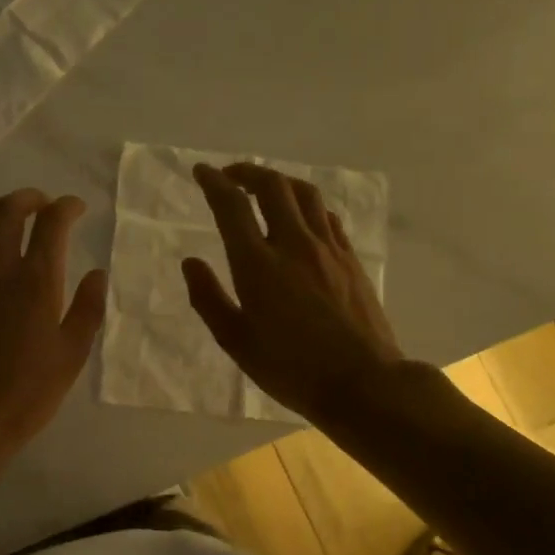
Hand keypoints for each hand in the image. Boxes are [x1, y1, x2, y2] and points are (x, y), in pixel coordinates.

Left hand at [0, 189, 107, 464]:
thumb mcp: (71, 356)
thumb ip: (88, 309)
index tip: (76, 208)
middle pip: (9, 210)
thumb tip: (97, 273)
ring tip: (12, 213)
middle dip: (30, 198)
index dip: (67, 207)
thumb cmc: (25, 393)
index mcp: (35, 281)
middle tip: (44, 203)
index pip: (51, 223)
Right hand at [183, 162, 403, 424]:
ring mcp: (327, 248)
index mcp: (257, 264)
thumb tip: (191, 263)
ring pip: (304, 194)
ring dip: (279, 182)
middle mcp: (293, 244)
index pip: (232, 206)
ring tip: (264, 188)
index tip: (201, 172)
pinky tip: (301, 217)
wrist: (363, 382)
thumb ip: (208, 298)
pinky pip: (326, 215)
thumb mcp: (236, 341)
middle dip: (246, 172)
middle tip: (229, 176)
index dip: (213, 182)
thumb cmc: (290, 367)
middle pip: (272, 186)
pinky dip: (306, 204)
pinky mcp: (350, 258)